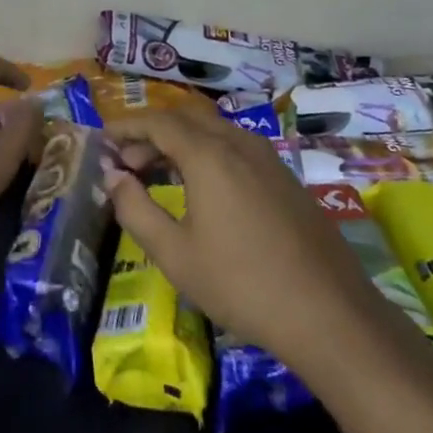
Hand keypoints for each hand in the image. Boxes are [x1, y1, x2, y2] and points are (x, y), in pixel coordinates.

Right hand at [103, 103, 374, 375]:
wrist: (330, 314)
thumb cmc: (242, 284)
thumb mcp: (175, 254)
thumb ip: (135, 209)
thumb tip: (113, 177)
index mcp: (208, 154)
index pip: (157, 121)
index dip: (126, 126)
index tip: (102, 140)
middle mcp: (238, 143)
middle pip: (185, 119)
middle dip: (150, 133)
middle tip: (126, 164)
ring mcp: (267, 158)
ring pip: (213, 131)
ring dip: (179, 143)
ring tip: (157, 176)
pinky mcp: (285, 177)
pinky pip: (235, 147)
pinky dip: (206, 153)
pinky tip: (202, 190)